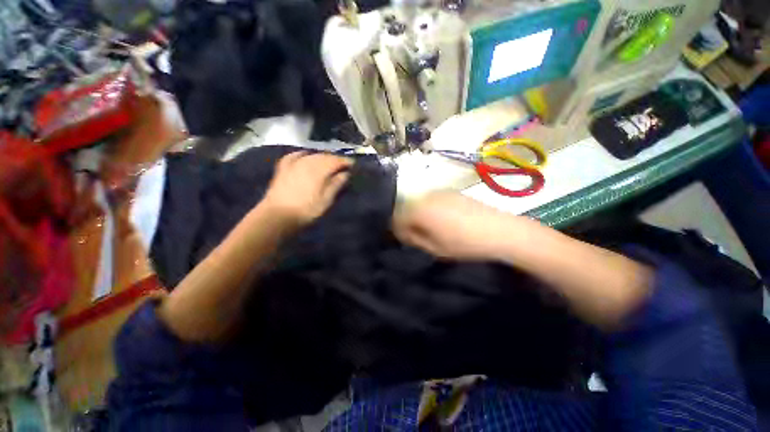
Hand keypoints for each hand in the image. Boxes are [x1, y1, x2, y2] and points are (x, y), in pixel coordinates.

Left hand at [262, 151, 352, 227]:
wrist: (278, 216)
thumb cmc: (306, 211)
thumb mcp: (326, 201)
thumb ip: (336, 185)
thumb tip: (346, 173)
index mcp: (319, 170)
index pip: (336, 161)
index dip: (346, 162)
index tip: (353, 165)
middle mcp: (307, 162)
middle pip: (324, 156)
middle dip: (335, 159)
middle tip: (343, 165)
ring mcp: (294, 163)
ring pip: (311, 154)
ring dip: (322, 157)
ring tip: (328, 162)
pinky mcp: (283, 167)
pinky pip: (294, 155)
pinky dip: (303, 154)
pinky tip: (305, 155)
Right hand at [393, 191, 520, 260]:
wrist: (499, 230)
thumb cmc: (464, 243)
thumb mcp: (435, 248)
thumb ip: (414, 239)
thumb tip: (404, 233)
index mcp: (419, 210)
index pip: (397, 218)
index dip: (398, 231)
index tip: (406, 241)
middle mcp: (426, 196)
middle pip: (407, 209)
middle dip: (409, 222)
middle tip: (419, 236)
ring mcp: (440, 192)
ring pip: (420, 203)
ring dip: (420, 215)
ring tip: (432, 228)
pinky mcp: (452, 191)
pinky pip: (433, 200)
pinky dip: (431, 209)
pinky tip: (444, 219)